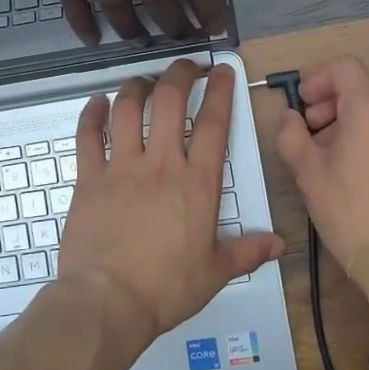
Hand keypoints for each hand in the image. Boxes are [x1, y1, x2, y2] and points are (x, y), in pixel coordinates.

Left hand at [56, 61, 283, 344]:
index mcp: (198, 183)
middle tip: (186, 68)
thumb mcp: (215, 272)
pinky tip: (96, 102)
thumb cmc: (166, 288)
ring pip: (128, 109)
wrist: (108, 301)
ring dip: (137, 88)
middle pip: (170, 102)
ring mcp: (122, 167)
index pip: (214, 124)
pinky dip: (92, 114)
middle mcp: (161, 164)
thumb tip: (280, 244)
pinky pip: (88, 136)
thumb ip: (247, 252)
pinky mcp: (89, 178)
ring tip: (144, 82)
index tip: (222, 71)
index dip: (220, 91)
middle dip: (180, 75)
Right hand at [275, 56, 368, 274]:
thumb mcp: (307, 173)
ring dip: (358, 115)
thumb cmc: (348, 212)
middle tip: (317, 126)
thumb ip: (291, 135)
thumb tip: (290, 118)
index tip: (306, 106)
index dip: (319, 79)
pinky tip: (365, 165)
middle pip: (368, 82)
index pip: (346, 68)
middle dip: (337, 97)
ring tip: (339, 150)